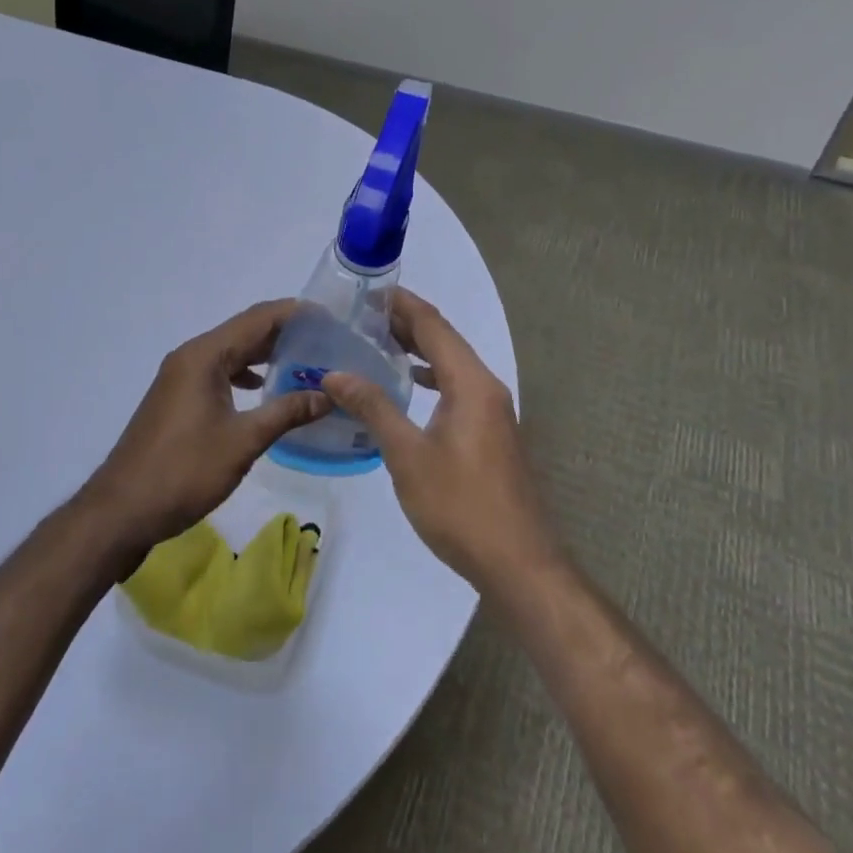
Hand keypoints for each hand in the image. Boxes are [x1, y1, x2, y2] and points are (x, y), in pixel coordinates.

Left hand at [82, 299, 331, 557]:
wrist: (124, 509)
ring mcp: (181, 378)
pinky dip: (244, 374)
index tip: (330, 318)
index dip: (295, 313)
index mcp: (205, 356)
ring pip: (231, 353)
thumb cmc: (185, 470)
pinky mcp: (178, 398)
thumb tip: (327, 395)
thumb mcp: (243, 441)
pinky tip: (264, 390)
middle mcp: (191, 357)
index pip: (257, 319)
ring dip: (265, 355)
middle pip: (244, 332)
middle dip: (284, 333)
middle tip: (326, 341)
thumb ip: (286, 412)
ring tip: (305, 363)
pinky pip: (218, 372)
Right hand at [321, 291, 557, 593]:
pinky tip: (406, 387)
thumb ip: (374, 408)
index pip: (433, 326)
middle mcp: (485, 387)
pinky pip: (456, 388)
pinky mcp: (490, 433)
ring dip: (417, 350)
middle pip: (444, 340)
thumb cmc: (460, 506)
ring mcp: (492, 411)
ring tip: (375, 342)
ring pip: (451, 365)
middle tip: (360, 314)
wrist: (517, 562)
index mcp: (470, 383)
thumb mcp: (408, 455)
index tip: (368, 290)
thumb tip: (335, 374)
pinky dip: (429, 377)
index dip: (402, 304)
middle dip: (405, 323)